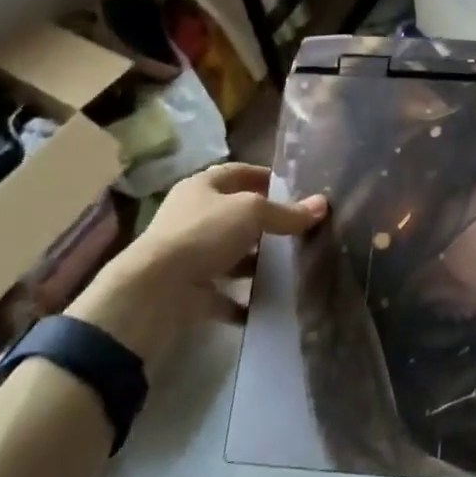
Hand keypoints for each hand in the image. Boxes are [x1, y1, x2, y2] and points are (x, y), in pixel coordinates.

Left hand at [69, 162, 326, 367]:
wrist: (154, 292)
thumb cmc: (203, 235)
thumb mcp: (252, 213)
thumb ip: (286, 213)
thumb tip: (322, 204)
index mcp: (202, 188)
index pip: (237, 173)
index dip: (264, 177)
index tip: (293, 188)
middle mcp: (193, 217)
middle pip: (235, 215)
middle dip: (265, 223)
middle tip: (298, 230)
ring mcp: (189, 255)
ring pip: (230, 254)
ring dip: (255, 262)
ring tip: (290, 267)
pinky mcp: (190, 291)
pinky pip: (223, 294)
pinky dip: (244, 300)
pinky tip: (269, 303)